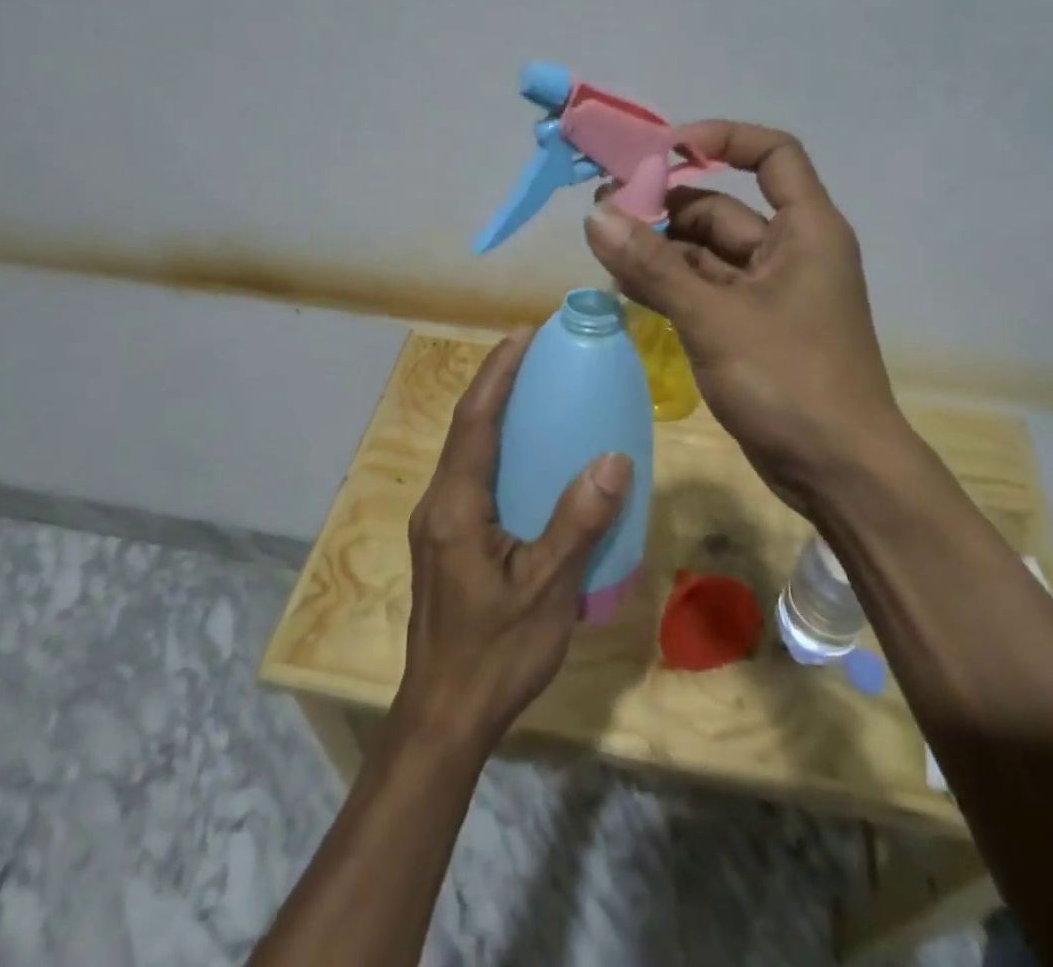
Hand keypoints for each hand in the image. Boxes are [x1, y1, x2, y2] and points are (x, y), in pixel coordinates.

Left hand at [396, 330, 633, 755]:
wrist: (445, 717)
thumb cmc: (496, 653)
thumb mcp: (546, 589)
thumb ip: (578, 523)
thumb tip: (613, 458)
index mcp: (455, 506)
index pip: (474, 421)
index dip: (497, 373)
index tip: (523, 334)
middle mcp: (438, 505)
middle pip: (466, 428)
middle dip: (496, 384)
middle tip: (537, 354)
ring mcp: (439, 525)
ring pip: (467, 453)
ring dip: (496, 415)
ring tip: (536, 393)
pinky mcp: (446, 543)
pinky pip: (473, 479)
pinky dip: (498, 451)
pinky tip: (530, 462)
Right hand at [584, 121, 903, 514]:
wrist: (839, 472)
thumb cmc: (790, 380)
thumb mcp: (714, 318)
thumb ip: (653, 266)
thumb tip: (595, 216)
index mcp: (806, 230)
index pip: (773, 154)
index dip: (722, 139)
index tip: (664, 150)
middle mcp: (791, 252)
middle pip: (724, 209)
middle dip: (666, 208)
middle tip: (605, 214)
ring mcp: (772, 294)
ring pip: (708, 255)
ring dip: (660, 252)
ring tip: (604, 252)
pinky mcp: (754, 330)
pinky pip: (706, 292)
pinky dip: (671, 287)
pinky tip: (626, 289)